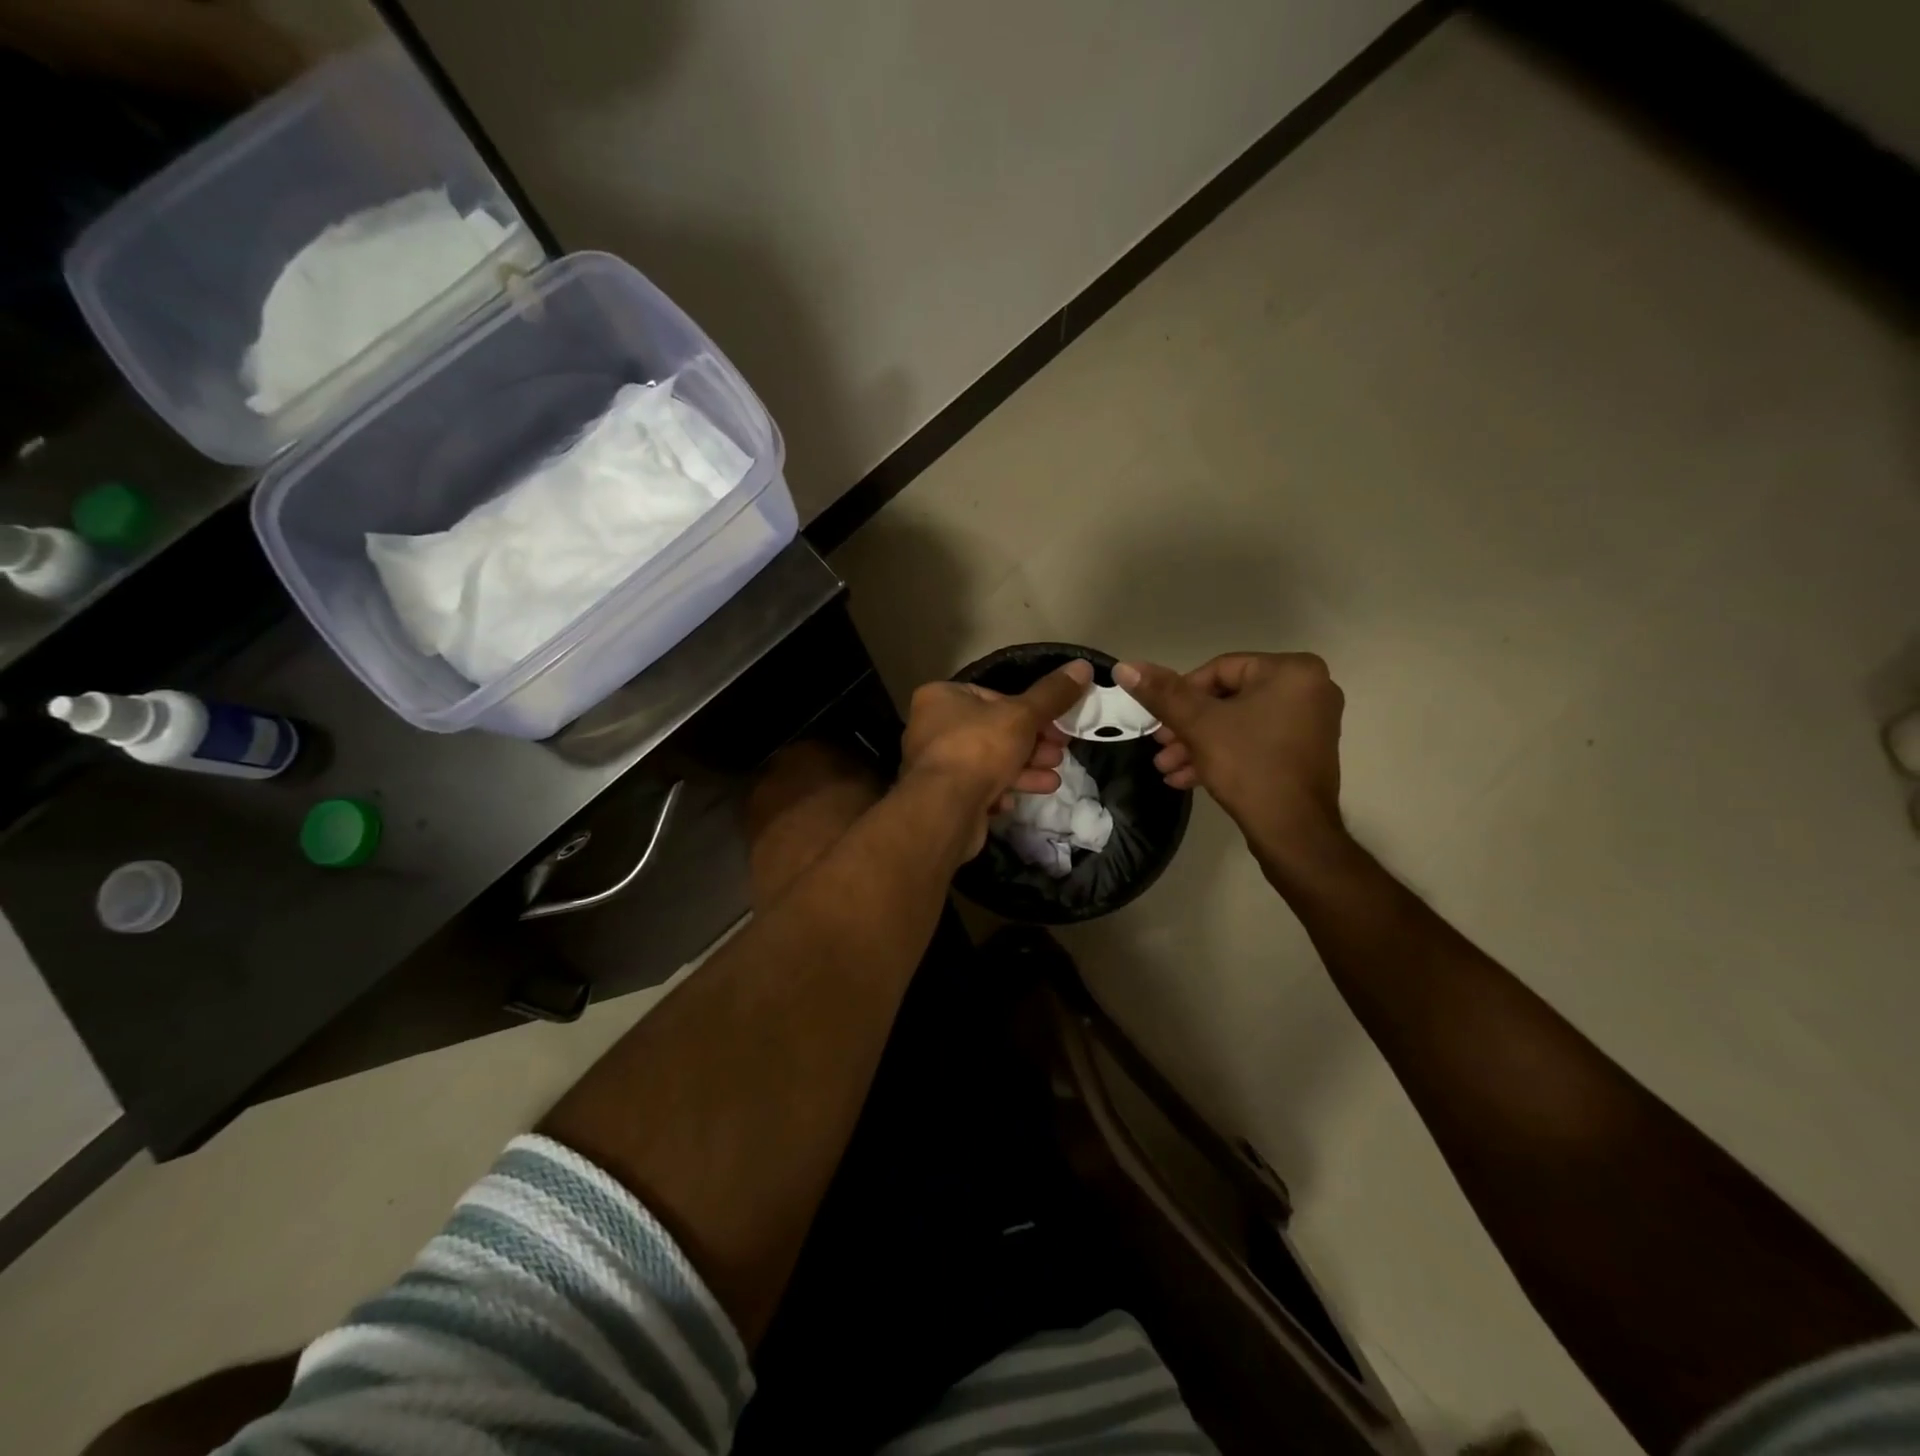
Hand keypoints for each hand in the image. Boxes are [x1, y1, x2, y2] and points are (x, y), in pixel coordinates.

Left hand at [902, 661, 1093, 855]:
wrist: (945, 810)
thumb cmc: (979, 749)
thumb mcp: (1023, 715)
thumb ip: (1052, 694)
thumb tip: (1083, 666)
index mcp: (941, 697)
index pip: (993, 697)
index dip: (1029, 711)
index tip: (1057, 725)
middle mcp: (932, 728)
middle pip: (994, 731)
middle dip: (1032, 744)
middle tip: (1060, 753)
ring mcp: (936, 765)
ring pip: (989, 762)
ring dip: (1024, 769)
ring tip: (1054, 779)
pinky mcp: (943, 797)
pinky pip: (978, 787)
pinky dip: (1002, 790)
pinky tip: (1018, 799)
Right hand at [1115, 653, 1347, 874]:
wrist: (1293, 832)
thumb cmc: (1249, 766)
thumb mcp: (1198, 725)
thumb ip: (1162, 693)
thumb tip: (1125, 667)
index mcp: (1291, 671)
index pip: (1220, 669)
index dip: (1182, 694)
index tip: (1160, 722)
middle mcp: (1309, 689)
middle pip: (1228, 698)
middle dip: (1187, 726)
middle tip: (1160, 747)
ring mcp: (1310, 723)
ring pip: (1238, 724)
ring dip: (1198, 744)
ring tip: (1166, 768)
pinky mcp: (1303, 753)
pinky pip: (1255, 742)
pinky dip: (1223, 755)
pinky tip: (1186, 779)